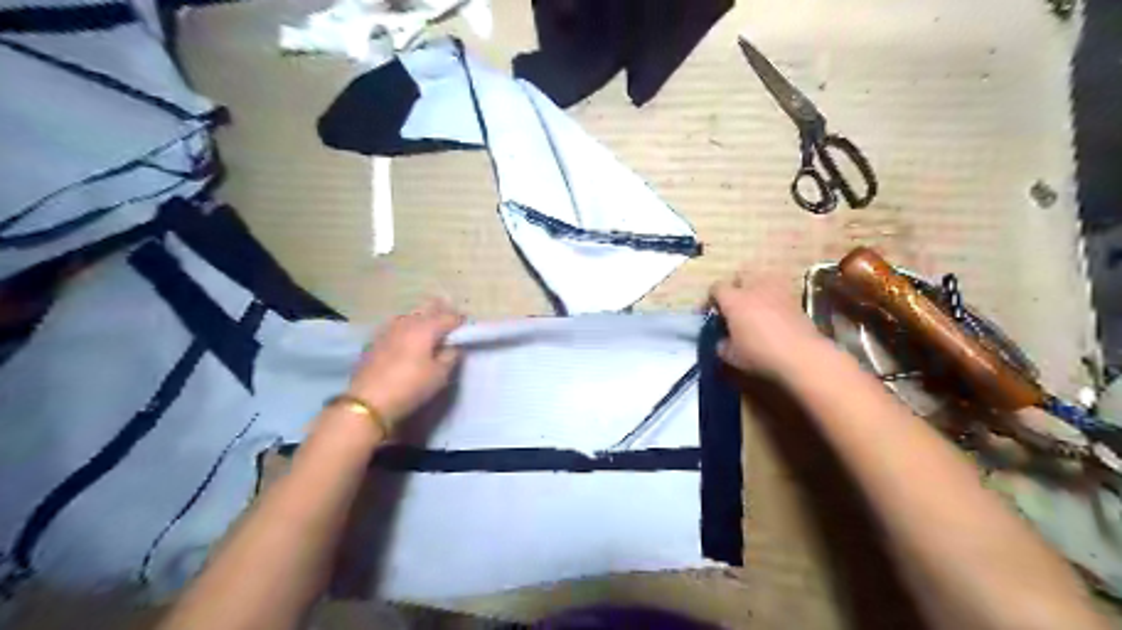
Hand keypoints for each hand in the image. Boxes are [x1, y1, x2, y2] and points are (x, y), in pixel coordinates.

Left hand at [348, 298, 458, 425]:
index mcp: (426, 328)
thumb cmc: (410, 386)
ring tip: (429, 323)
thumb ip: (450, 357)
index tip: (467, 325)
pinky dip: (406, 325)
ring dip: (422, 316)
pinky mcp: (375, 340)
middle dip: (440, 309)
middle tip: (449, 316)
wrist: (367, 401)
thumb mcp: (440, 376)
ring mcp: (388, 329)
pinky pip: (396, 325)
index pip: (449, 317)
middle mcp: (407, 322)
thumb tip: (453, 347)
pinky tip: (407, 334)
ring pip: (410, 314)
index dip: (460, 320)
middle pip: (427, 308)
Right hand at [709, 270, 821, 379]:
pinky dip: (773, 297)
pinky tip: (773, 313)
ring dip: (755, 288)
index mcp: (734, 300)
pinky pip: (778, 291)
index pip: (716, 287)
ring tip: (755, 305)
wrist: (801, 355)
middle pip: (739, 276)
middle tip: (733, 305)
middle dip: (734, 287)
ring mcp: (777, 290)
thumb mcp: (731, 356)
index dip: (710, 298)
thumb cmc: (759, 354)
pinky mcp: (795, 298)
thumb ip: (722, 344)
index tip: (709, 312)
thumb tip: (723, 340)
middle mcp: (754, 288)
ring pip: (761, 279)